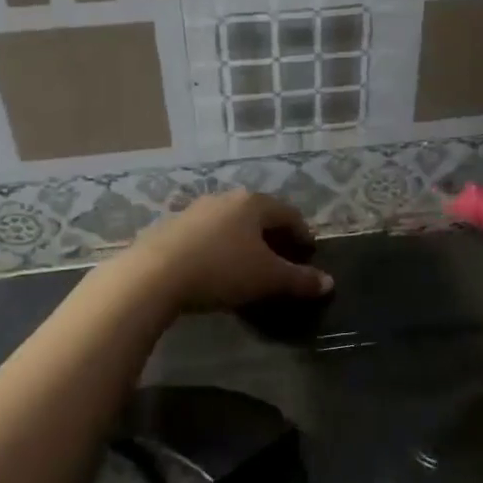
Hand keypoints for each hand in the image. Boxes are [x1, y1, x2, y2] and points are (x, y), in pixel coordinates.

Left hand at [120, 189, 332, 312]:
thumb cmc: (222, 270)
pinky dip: (218, 248)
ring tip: (248, 265)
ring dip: (243, 241)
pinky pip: (205, 235)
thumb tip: (329, 283)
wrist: (153, 275)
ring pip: (230, 224)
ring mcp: (194, 210)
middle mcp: (225, 199)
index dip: (302, 233)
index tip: (308, 252)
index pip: (289, 213)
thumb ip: (300, 280)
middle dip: (272, 236)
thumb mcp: (268, 279)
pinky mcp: (170, 227)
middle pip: (258, 215)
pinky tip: (215, 269)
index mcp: (253, 203)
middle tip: (282, 259)